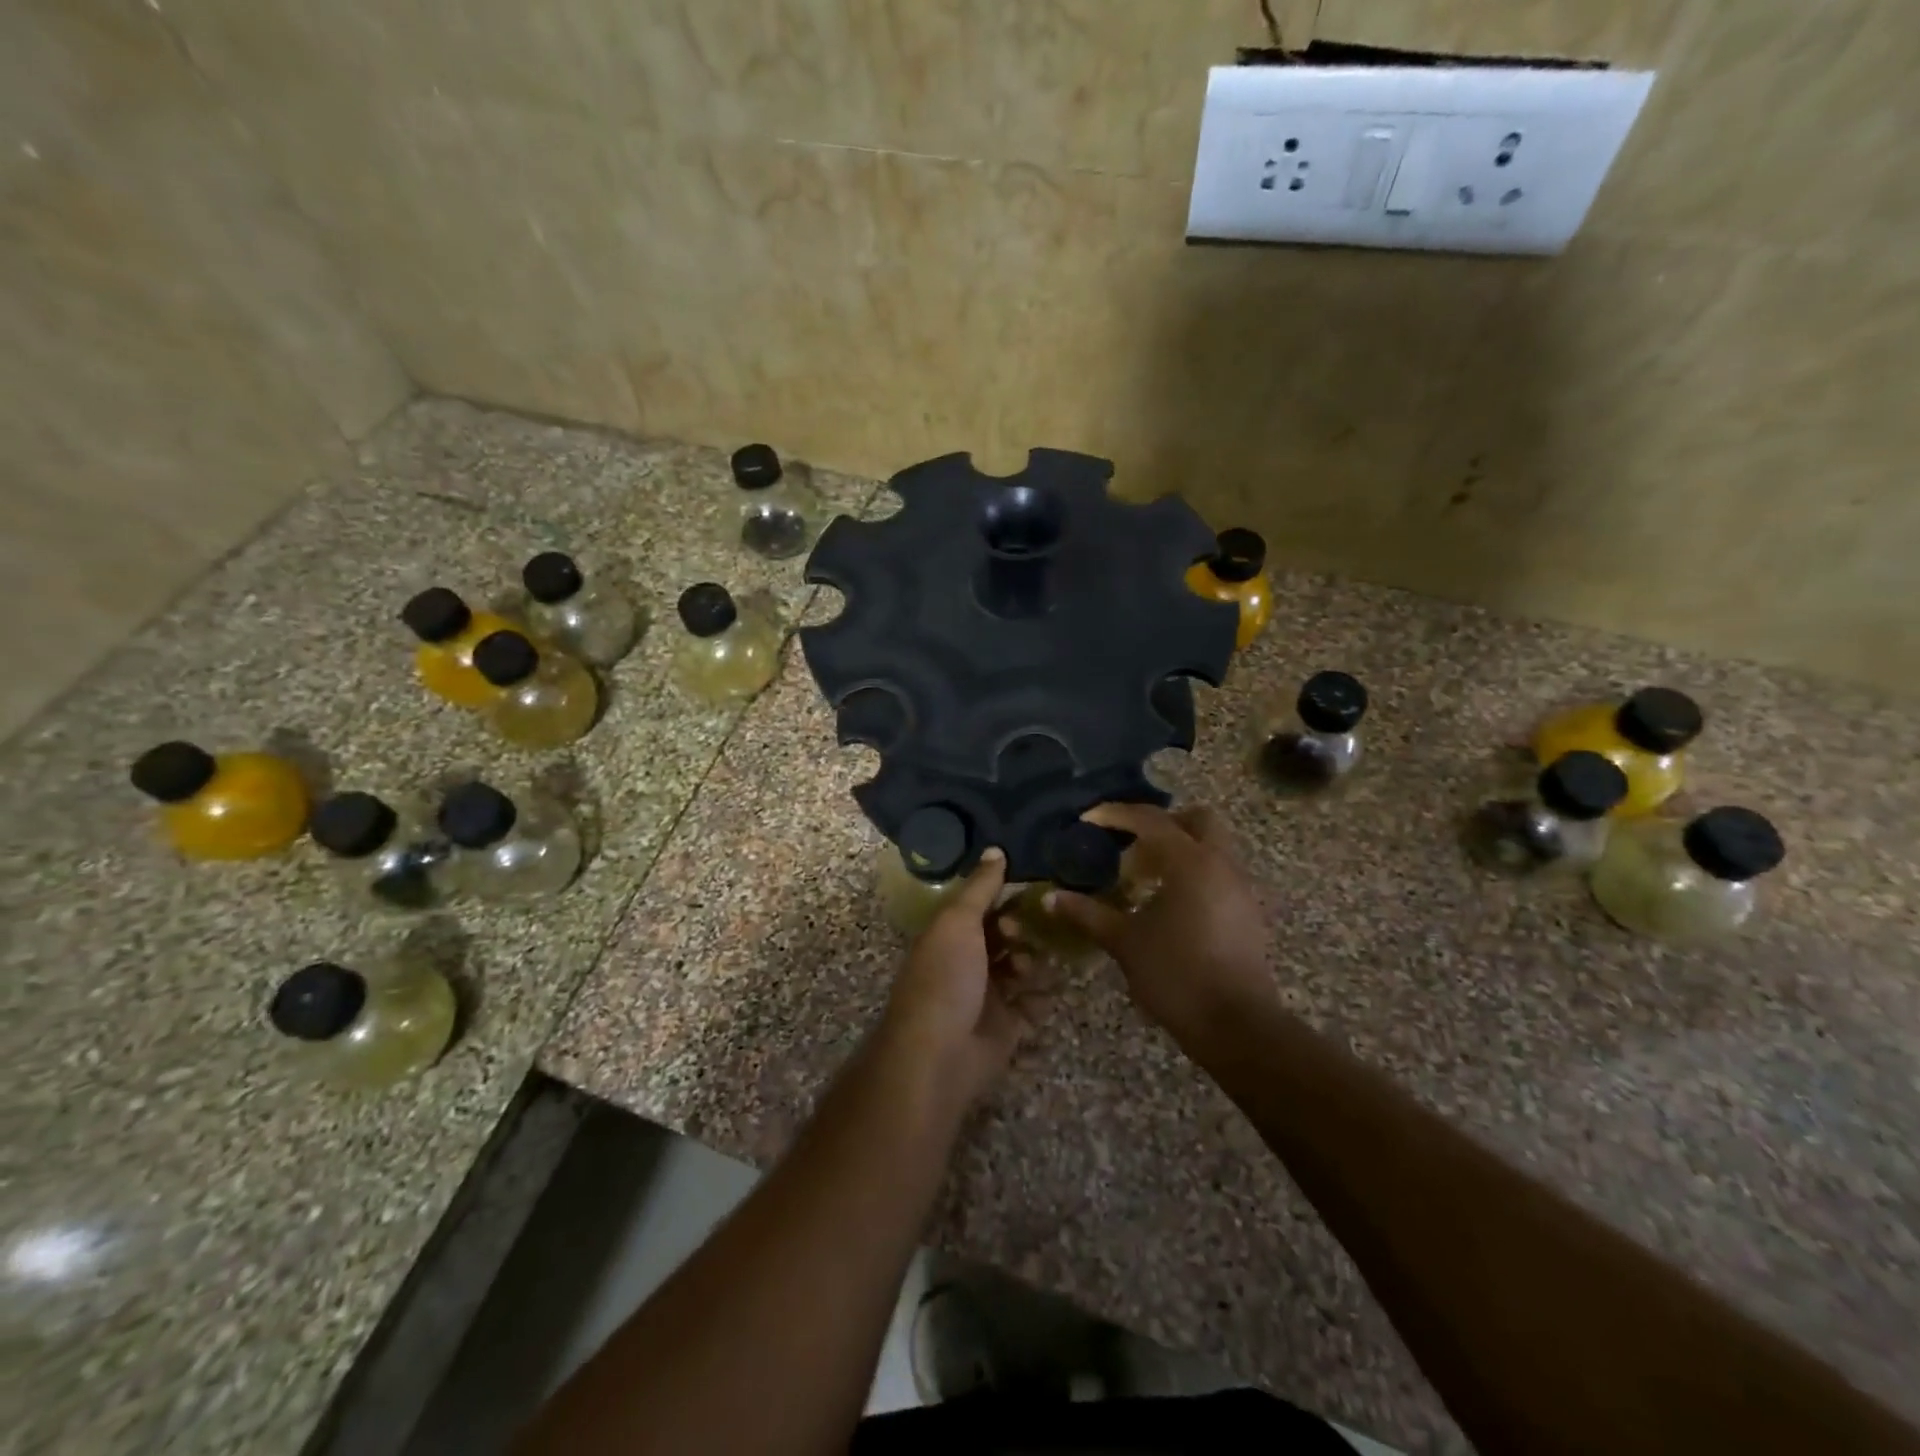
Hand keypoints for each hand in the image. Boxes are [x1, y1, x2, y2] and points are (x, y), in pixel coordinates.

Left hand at [874, 849, 1045, 1115]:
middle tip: (1022, 934)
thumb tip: (995, 848)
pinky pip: (1033, 1006)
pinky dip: (1042, 998)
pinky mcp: (1007, 1029)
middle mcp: (968, 964)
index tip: (1029, 890)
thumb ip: (980, 887)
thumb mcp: (958, 921)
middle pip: (1004, 939)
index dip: (1003, 898)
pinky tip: (1049, 989)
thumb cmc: (945, 977)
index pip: (981, 909)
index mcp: (950, 937)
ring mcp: (988, 998)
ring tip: (1030, 968)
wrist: (939, 1054)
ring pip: (1021, 970)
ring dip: (1033, 963)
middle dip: (1020, 931)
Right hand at [1044, 803, 1274, 1045]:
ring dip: (1178, 849)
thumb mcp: (1124, 942)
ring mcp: (1239, 887)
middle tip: (1129, 844)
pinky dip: (1193, 872)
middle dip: (1161, 823)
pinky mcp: (1247, 911)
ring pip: (1211, 846)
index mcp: (1189, 861)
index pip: (1150, 820)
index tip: (1088, 820)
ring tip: (1144, 877)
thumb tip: (1050, 898)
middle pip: (1195, 819)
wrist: (1236, 1025)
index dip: (1115, 815)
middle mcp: (1220, 863)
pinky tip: (1168, 903)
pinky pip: (1218, 872)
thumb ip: (1087, 914)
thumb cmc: (1176, 975)